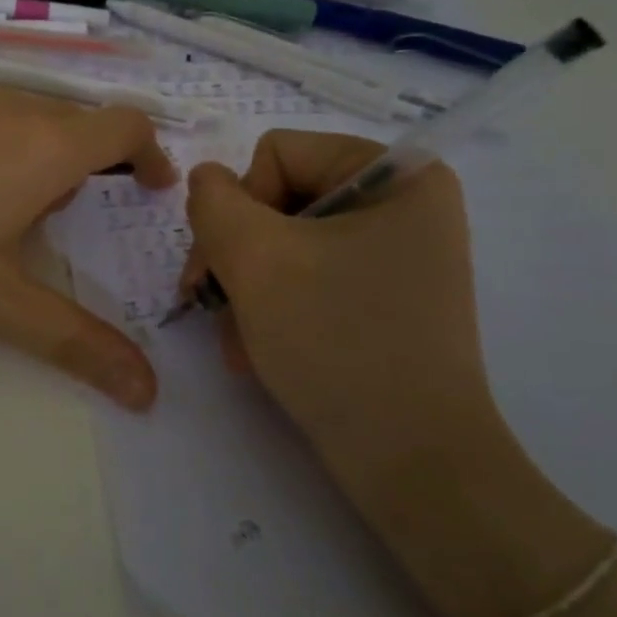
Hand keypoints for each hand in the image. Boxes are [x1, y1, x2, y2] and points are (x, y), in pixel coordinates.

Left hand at [0, 77, 176, 408]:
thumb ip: (76, 344)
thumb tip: (148, 393)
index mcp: (42, 147)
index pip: (126, 124)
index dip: (150, 152)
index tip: (147, 188)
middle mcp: (6, 103)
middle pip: (72, 122)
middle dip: (85, 165)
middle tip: (58, 219)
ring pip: (18, 113)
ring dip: (30, 150)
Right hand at [181, 132, 503, 507]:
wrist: (410, 463)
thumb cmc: (337, 341)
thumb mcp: (256, 259)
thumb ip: (213, 202)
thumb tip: (206, 181)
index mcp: (397, 176)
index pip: (279, 153)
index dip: (242, 205)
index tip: (234, 264)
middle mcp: (402, 206)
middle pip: (278, 199)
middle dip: (237, 255)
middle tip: (212, 304)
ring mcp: (392, 256)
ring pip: (283, 243)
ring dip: (246, 288)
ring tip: (237, 339)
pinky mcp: (380, 299)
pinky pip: (306, 279)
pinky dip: (271, 309)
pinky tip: (256, 351)